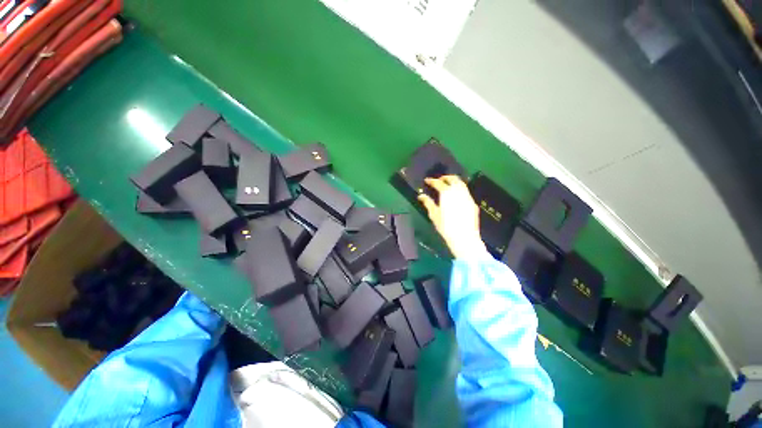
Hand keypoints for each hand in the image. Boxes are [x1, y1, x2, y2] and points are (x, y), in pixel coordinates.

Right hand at [418, 175, 485, 258]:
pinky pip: (466, 191)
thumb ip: (427, 203)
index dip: (432, 181)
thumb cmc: (445, 226)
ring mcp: (467, 196)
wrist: (464, 237)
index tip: (427, 180)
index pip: (438, 183)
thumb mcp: (434, 215)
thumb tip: (421, 195)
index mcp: (447, 193)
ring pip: (461, 184)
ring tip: (448, 185)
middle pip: (453, 179)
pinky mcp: (473, 203)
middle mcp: (458, 192)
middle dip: (445, 177)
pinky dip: (460, 189)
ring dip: (454, 182)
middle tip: (439, 180)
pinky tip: (457, 196)